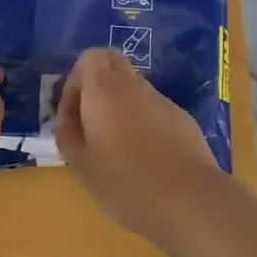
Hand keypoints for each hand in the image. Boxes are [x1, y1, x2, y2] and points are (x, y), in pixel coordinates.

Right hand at [54, 49, 224, 243]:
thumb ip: (68, 138)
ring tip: (117, 149)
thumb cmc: (126, 182)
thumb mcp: (82, 167)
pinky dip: (143, 123)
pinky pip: (154, 110)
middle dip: (98, 88)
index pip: (90, 58)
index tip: (73, 116)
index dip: (75, 81)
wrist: (188, 199)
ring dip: (120, 107)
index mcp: (105, 90)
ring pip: (135, 90)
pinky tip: (146, 159)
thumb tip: (68, 124)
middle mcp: (134, 86)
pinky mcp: (183, 119)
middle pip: (114, 65)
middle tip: (91, 124)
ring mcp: (162, 101)